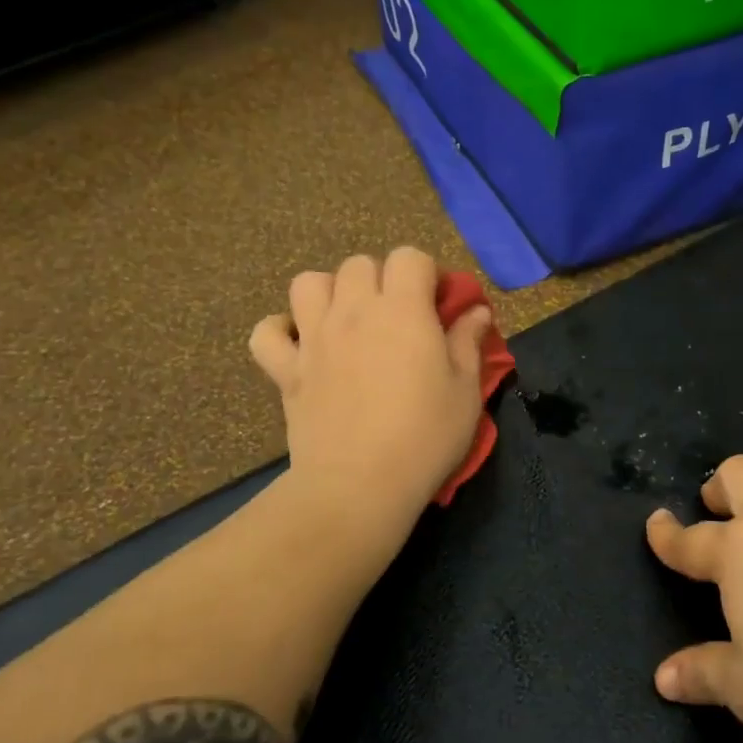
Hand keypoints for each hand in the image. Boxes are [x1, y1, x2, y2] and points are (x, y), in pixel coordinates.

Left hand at [251, 248, 492, 519]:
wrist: (359, 485)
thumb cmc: (425, 436)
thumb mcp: (466, 389)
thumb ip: (468, 342)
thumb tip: (475, 311)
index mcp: (403, 310)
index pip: (410, 257)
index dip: (427, 274)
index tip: (439, 306)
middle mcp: (353, 311)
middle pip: (359, 264)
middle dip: (382, 279)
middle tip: (399, 318)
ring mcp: (313, 338)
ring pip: (308, 283)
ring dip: (330, 293)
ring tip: (348, 321)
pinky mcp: (286, 370)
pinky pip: (266, 333)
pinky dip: (281, 332)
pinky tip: (301, 346)